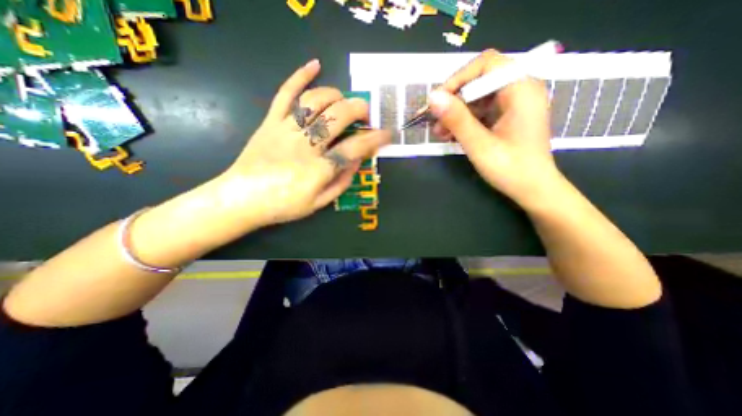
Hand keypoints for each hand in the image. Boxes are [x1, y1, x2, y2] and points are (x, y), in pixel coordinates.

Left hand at [217, 59, 389, 227]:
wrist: (241, 199)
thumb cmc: (283, 205)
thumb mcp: (319, 203)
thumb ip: (341, 182)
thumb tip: (357, 161)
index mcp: (319, 169)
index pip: (354, 148)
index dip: (374, 139)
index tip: (386, 133)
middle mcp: (305, 145)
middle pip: (337, 117)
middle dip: (358, 109)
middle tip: (367, 112)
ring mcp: (286, 130)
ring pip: (315, 102)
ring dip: (336, 96)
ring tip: (344, 101)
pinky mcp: (271, 122)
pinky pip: (285, 94)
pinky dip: (300, 77)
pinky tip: (315, 65)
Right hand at [426, 49, 559, 205]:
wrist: (533, 190)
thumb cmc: (511, 169)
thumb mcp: (479, 145)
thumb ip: (457, 120)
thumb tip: (432, 98)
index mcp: (521, 89)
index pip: (486, 64)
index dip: (458, 79)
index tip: (437, 101)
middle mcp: (519, 90)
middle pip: (479, 81)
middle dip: (453, 101)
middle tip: (434, 122)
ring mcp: (513, 104)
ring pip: (477, 98)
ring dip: (455, 113)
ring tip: (439, 133)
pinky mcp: (506, 116)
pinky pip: (480, 111)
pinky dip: (464, 121)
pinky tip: (451, 135)